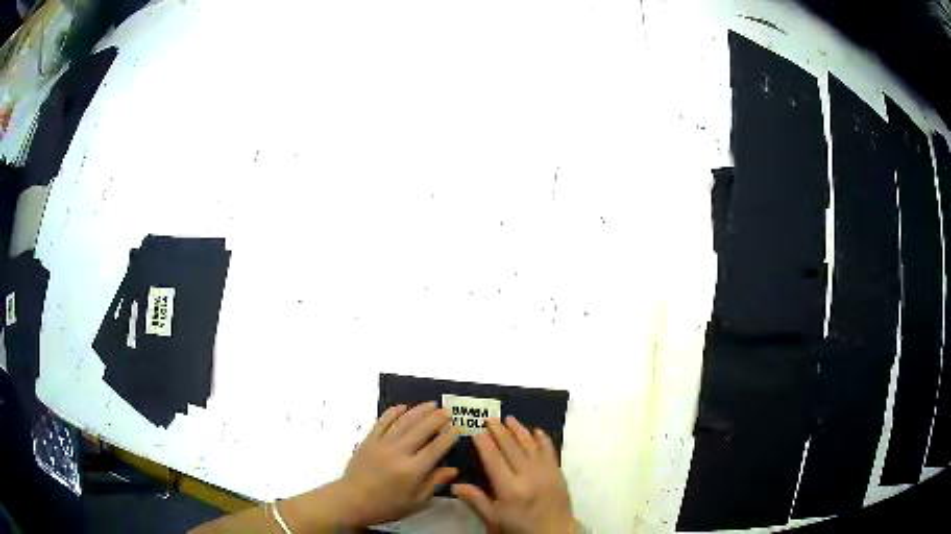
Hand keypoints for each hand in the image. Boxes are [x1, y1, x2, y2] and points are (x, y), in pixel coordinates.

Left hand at [337, 402, 459, 525]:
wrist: (352, 500)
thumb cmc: (387, 506)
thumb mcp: (416, 502)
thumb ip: (434, 483)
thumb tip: (453, 469)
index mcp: (412, 471)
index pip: (435, 449)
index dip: (447, 437)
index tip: (457, 428)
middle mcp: (398, 453)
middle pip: (421, 430)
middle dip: (436, 419)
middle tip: (447, 411)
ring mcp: (382, 444)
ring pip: (403, 422)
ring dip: (419, 411)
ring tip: (431, 404)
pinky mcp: (369, 440)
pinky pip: (382, 422)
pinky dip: (393, 412)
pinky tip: (403, 406)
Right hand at [452, 417, 576, 533]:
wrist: (554, 533)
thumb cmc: (519, 528)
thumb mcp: (494, 519)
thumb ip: (476, 500)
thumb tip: (454, 485)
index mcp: (509, 489)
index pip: (494, 459)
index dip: (484, 444)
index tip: (476, 432)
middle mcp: (528, 476)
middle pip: (511, 447)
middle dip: (499, 431)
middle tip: (490, 419)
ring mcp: (545, 472)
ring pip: (531, 445)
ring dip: (519, 430)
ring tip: (509, 419)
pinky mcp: (558, 473)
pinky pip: (549, 451)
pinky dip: (543, 439)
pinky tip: (536, 431)